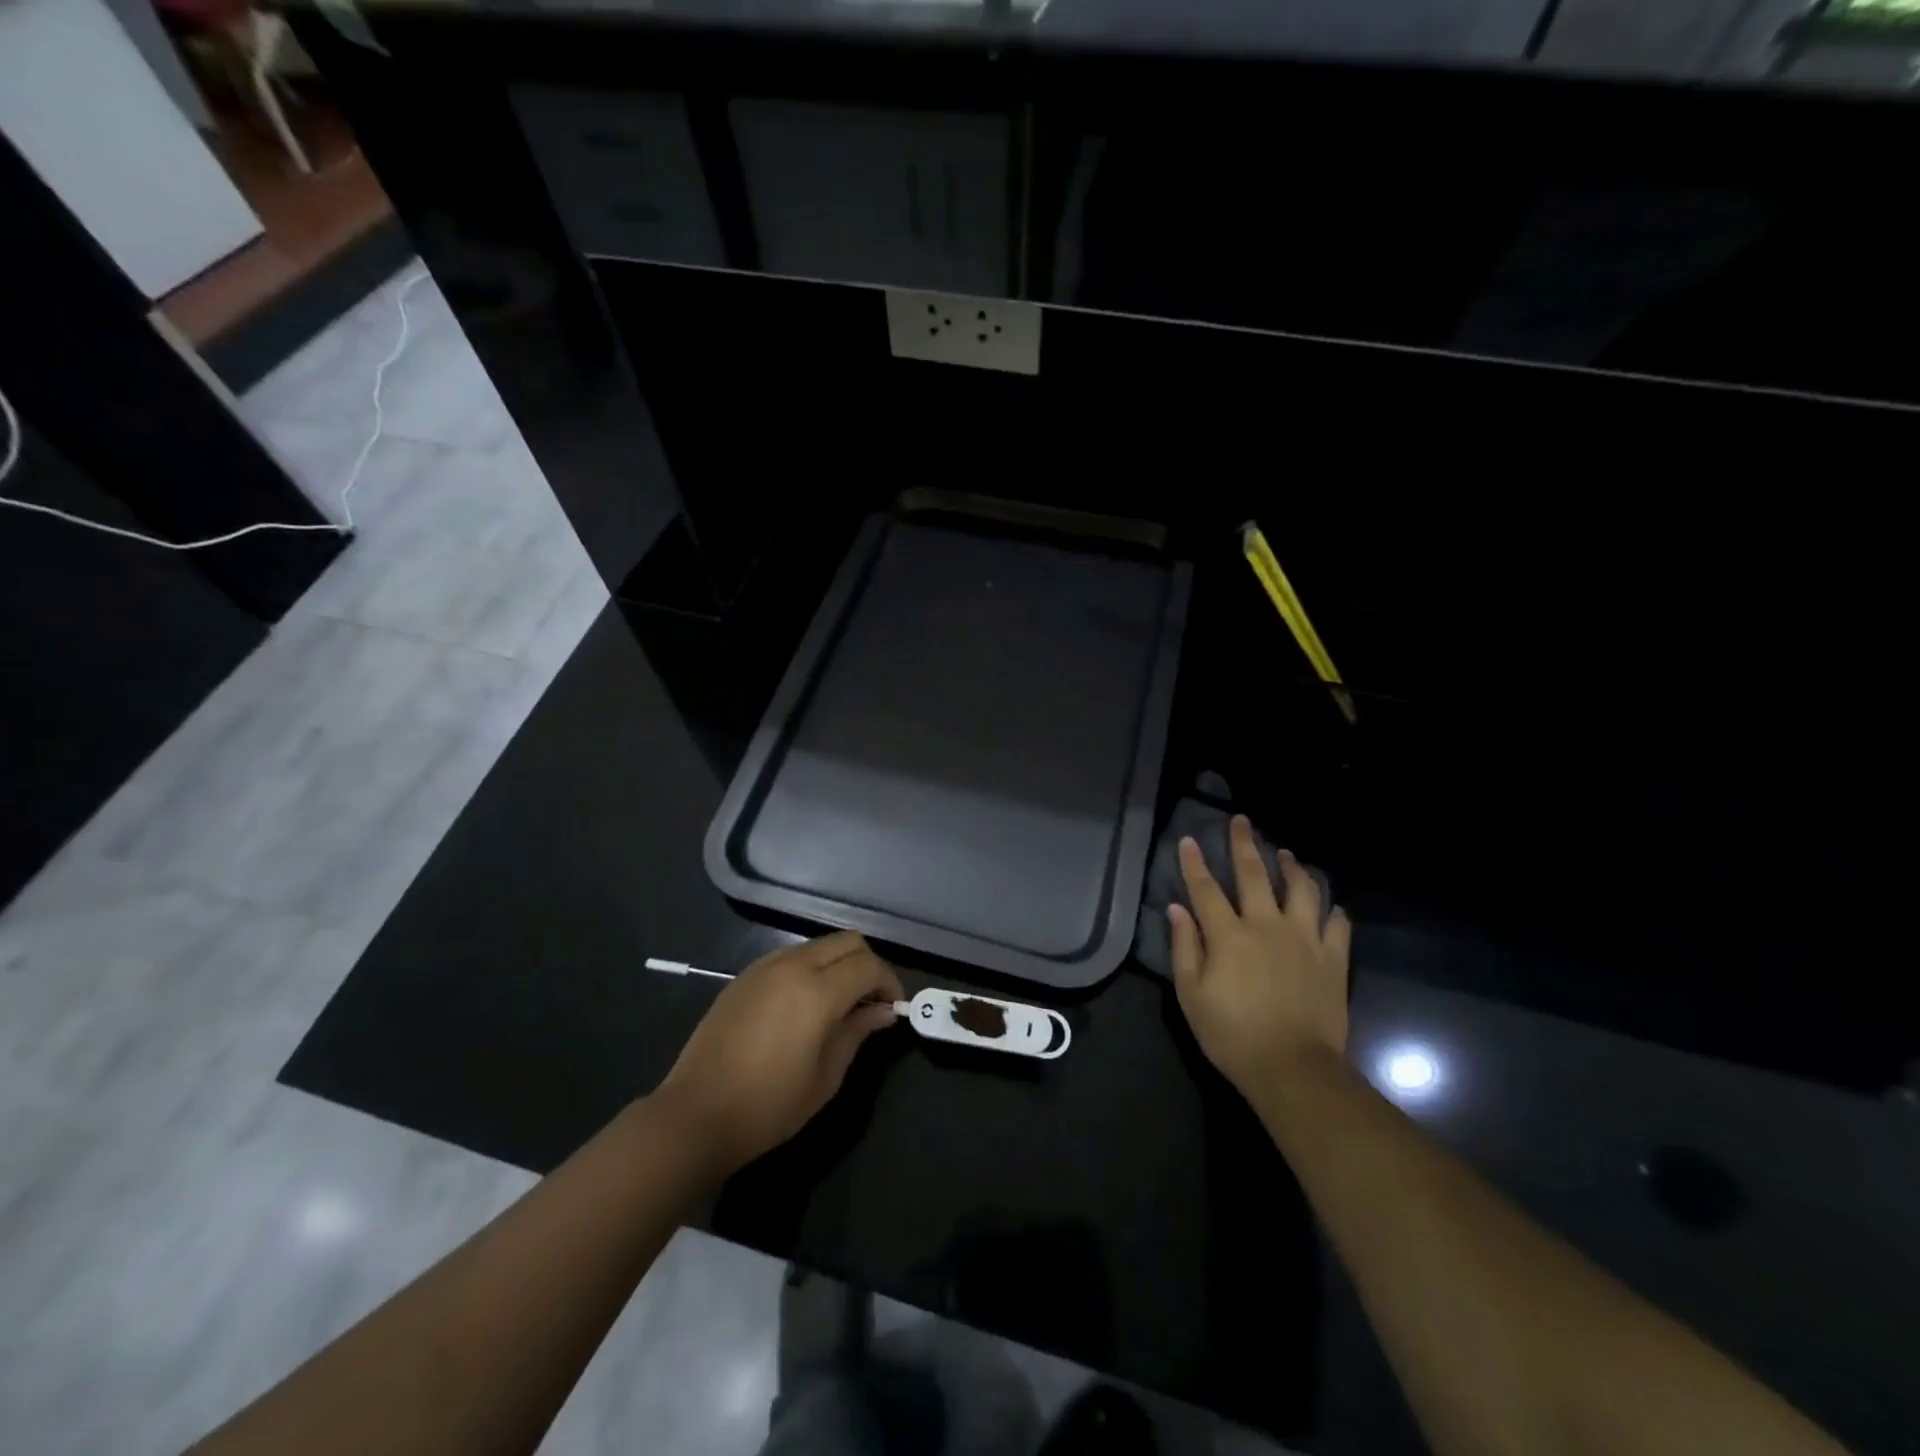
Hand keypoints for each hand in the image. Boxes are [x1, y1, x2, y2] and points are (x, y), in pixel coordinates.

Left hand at [654, 932, 902, 1172]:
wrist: (695, 1115)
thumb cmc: (768, 1106)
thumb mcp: (825, 1076)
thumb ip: (857, 1032)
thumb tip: (883, 1011)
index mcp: (817, 991)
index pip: (868, 965)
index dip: (889, 982)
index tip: (893, 1007)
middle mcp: (793, 966)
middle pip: (847, 942)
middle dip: (868, 964)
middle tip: (871, 1000)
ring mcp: (765, 967)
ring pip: (819, 945)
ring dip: (839, 963)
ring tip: (841, 1002)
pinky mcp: (745, 976)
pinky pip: (791, 956)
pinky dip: (811, 968)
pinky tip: (806, 1003)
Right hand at [1169, 816, 1350, 1099]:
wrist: (1294, 1069)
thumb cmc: (1232, 1035)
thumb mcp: (1192, 995)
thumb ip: (1184, 948)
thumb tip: (1177, 910)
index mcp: (1229, 934)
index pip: (1205, 888)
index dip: (1195, 863)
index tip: (1190, 839)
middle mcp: (1267, 925)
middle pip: (1254, 874)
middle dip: (1244, 844)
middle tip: (1241, 821)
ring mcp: (1305, 939)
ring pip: (1302, 889)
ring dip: (1292, 867)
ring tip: (1286, 854)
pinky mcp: (1333, 959)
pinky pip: (1337, 926)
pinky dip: (1333, 912)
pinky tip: (1330, 907)